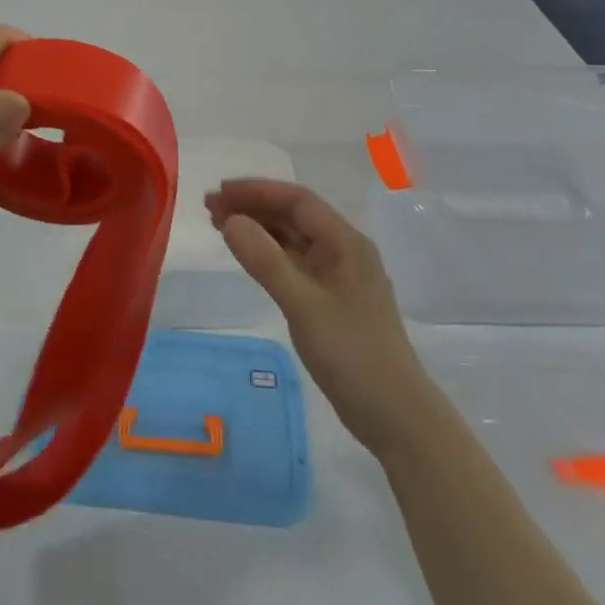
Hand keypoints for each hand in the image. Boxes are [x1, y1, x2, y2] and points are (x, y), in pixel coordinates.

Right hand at [207, 180, 431, 456]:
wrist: (394, 414)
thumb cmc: (352, 353)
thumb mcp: (302, 304)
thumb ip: (265, 260)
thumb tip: (230, 220)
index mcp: (345, 242)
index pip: (297, 200)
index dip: (256, 191)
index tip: (218, 192)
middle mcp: (344, 250)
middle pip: (294, 215)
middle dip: (252, 206)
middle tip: (209, 209)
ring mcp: (338, 276)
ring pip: (293, 239)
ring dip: (258, 228)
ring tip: (219, 225)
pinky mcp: (331, 299)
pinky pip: (295, 262)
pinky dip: (268, 254)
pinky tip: (248, 256)